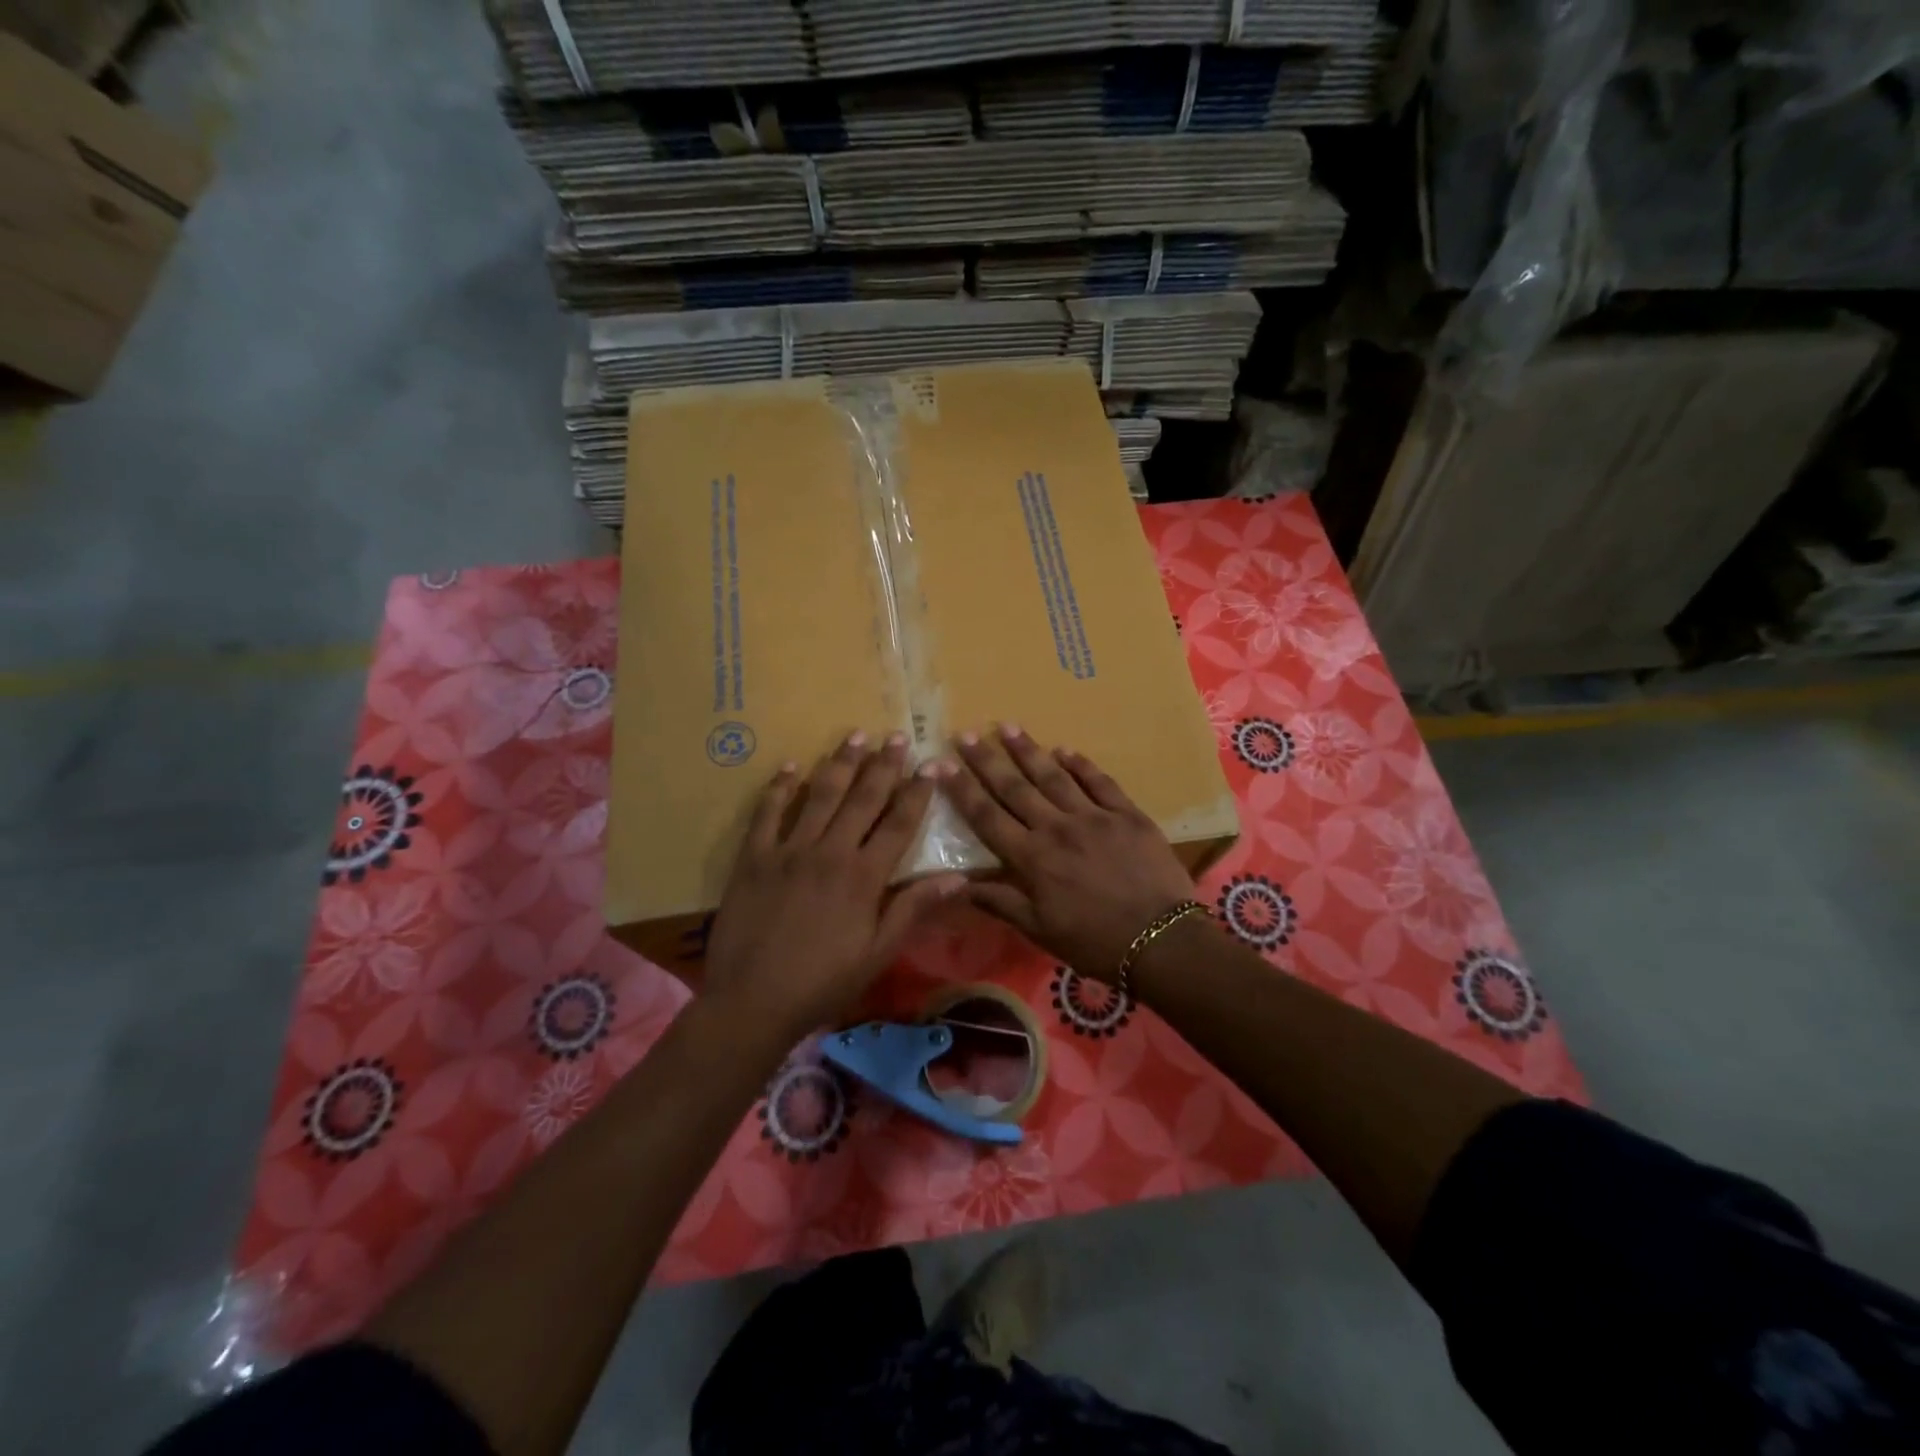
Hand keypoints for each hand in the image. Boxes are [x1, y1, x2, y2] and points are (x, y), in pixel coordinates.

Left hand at [704, 731, 965, 1039]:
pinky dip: (780, 788)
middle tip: (895, 736)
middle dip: (882, 765)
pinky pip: (767, 813)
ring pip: (820, 796)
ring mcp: (789, 851)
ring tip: (855, 735)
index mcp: (864, 876)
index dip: (917, 792)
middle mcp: (830, 852)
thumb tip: (958, 877)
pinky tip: (792, 766)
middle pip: (862, 799)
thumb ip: (913, 909)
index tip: (931, 765)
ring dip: (840, 764)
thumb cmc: (823, 982)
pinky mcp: (754, 858)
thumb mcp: (878, 953)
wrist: (753, 1001)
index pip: (898, 823)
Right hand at [935, 725, 1195, 982]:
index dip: (961, 789)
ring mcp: (1093, 817)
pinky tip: (1065, 749)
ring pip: (1054, 776)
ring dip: (1029, 751)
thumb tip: (957, 884)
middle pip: (1015, 788)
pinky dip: (1081, 764)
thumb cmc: (1093, 942)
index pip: (987, 816)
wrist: (1160, 941)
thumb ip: (1000, 901)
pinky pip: (1099, 782)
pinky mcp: (1127, 814)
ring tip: (1008, 726)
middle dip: (988, 760)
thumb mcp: (1039, 930)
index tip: (941, 763)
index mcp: (1031, 858)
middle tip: (968, 734)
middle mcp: (1056, 828)